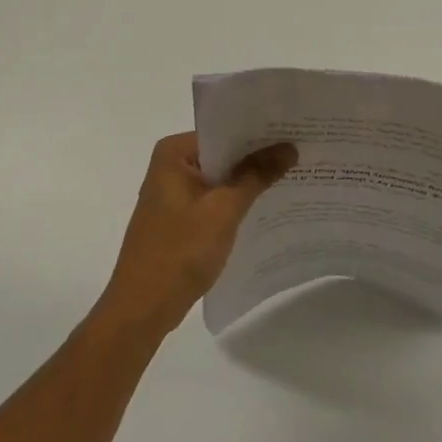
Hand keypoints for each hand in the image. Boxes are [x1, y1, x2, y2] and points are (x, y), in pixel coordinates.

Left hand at [98, 133, 295, 333]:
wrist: (141, 310)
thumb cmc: (180, 251)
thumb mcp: (224, 209)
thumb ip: (256, 175)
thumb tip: (289, 147)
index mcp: (173, 153)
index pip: (224, 132)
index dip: (258, 133)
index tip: (293, 132)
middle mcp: (170, 166)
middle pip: (222, 154)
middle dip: (256, 158)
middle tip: (300, 153)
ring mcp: (172, 194)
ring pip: (219, 179)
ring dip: (248, 183)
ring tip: (292, 176)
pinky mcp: (178, 220)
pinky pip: (213, 201)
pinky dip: (235, 204)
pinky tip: (266, 208)